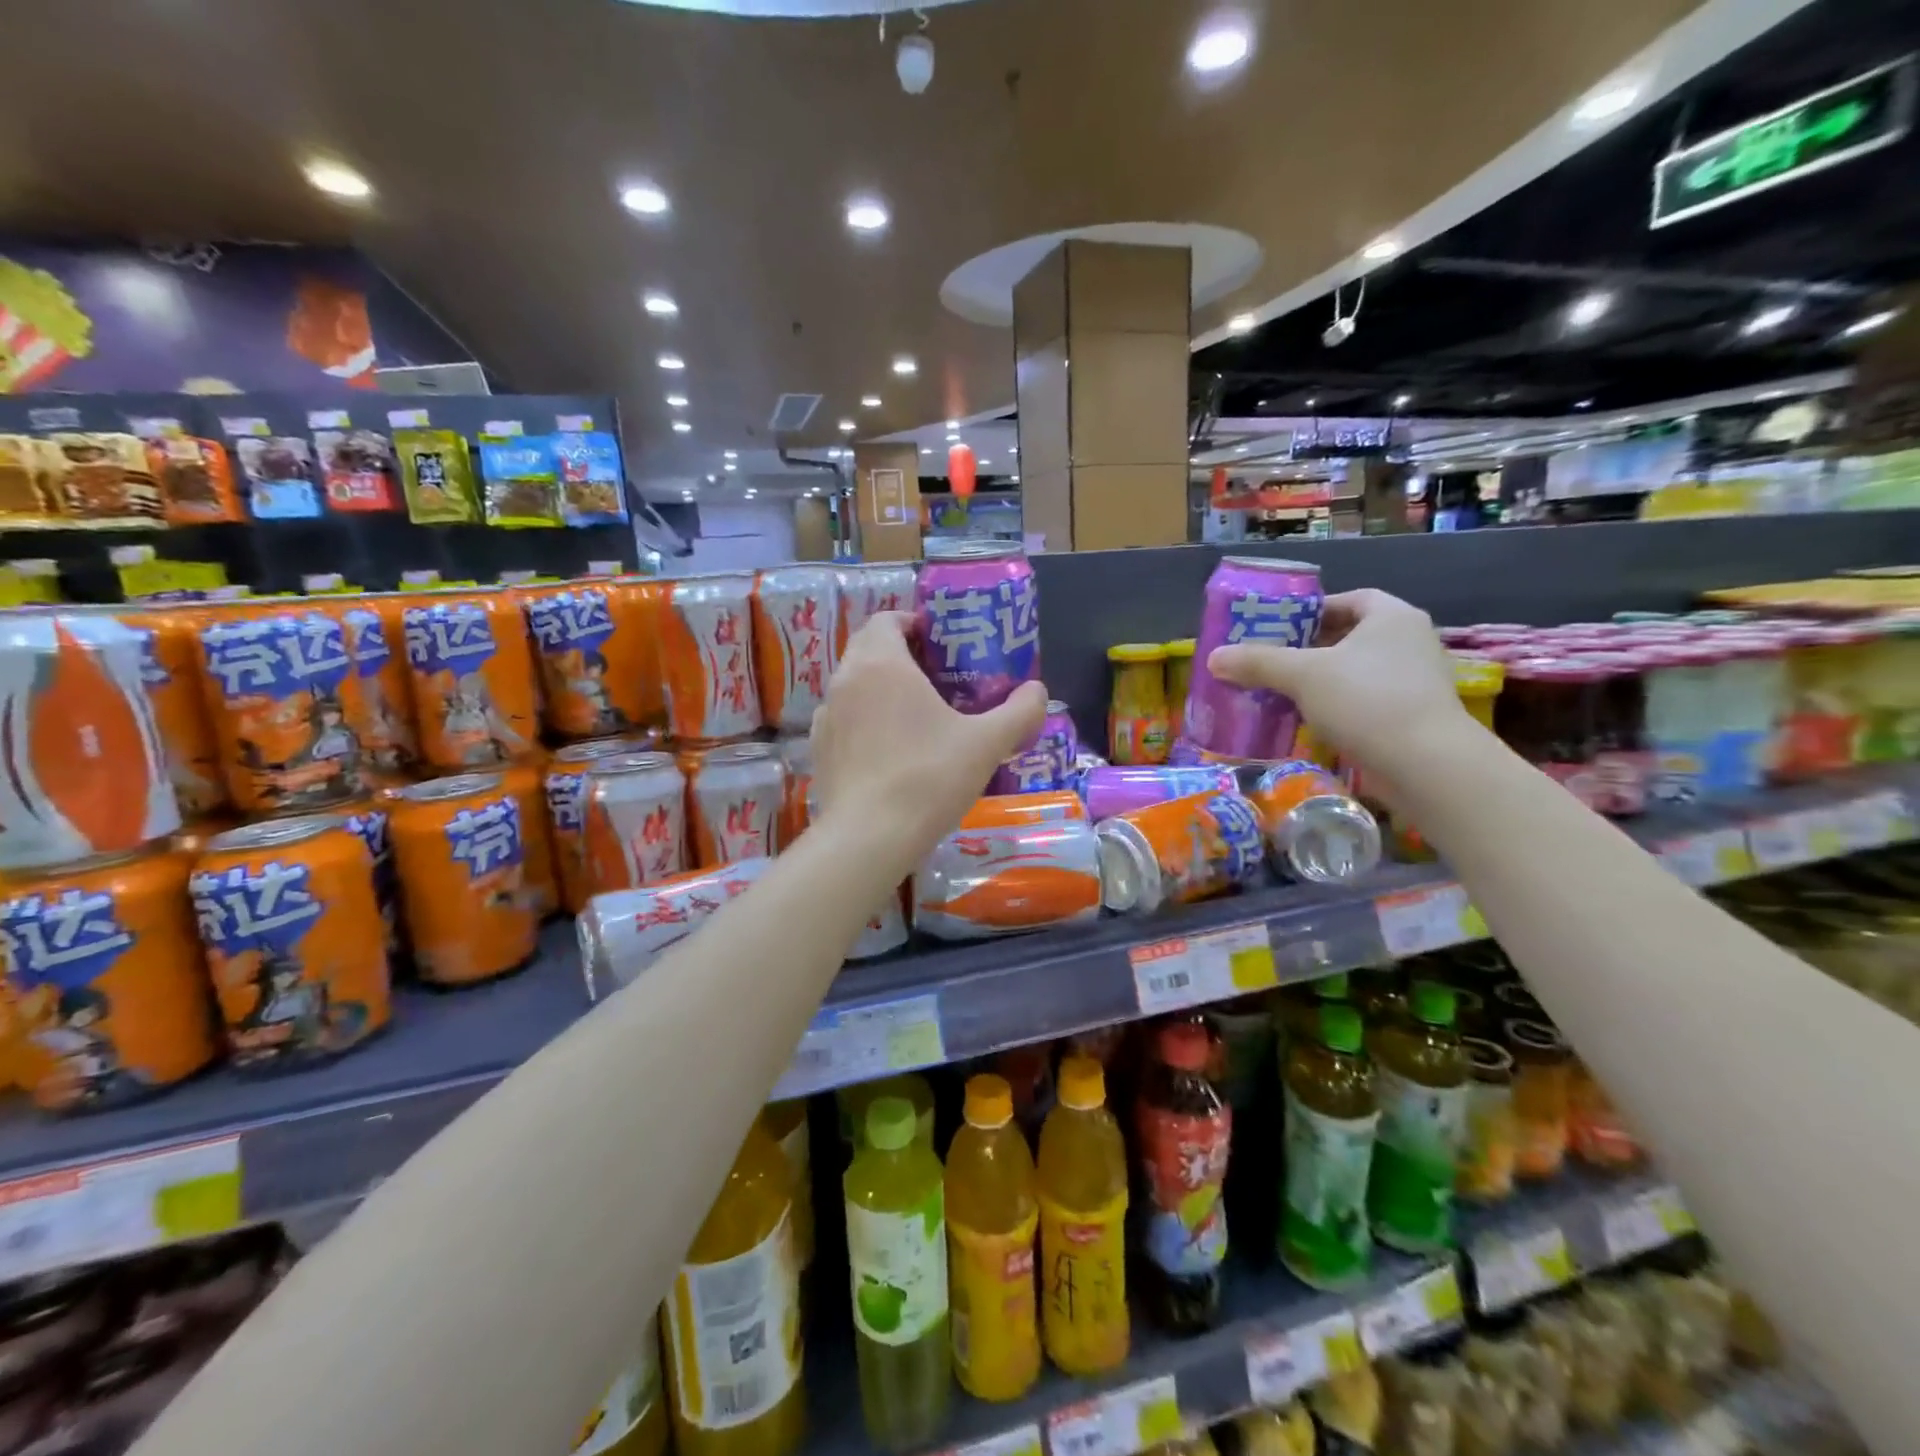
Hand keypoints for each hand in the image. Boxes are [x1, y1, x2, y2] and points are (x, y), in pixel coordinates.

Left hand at [811, 612, 1047, 870]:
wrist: (870, 837)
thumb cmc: (929, 777)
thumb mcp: (987, 743)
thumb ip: (1020, 712)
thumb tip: (1038, 691)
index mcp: (881, 663)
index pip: (886, 619)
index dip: (912, 623)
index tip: (940, 644)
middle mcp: (846, 679)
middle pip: (867, 647)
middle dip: (898, 652)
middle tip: (935, 676)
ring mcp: (827, 716)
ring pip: (853, 684)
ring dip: (878, 686)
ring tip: (912, 713)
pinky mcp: (819, 749)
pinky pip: (842, 718)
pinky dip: (862, 720)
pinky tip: (887, 748)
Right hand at [1207, 589, 1473, 775]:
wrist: (1426, 764)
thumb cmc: (1366, 701)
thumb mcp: (1302, 676)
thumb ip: (1258, 662)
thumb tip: (1213, 658)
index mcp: (1392, 617)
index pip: (1350, 599)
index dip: (1314, 610)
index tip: (1281, 627)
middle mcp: (1411, 641)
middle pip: (1352, 635)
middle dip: (1311, 647)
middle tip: (1273, 659)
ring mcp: (1416, 680)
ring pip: (1358, 670)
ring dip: (1323, 679)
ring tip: (1284, 691)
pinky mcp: (1414, 715)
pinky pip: (1367, 699)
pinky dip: (1339, 705)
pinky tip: (1310, 720)